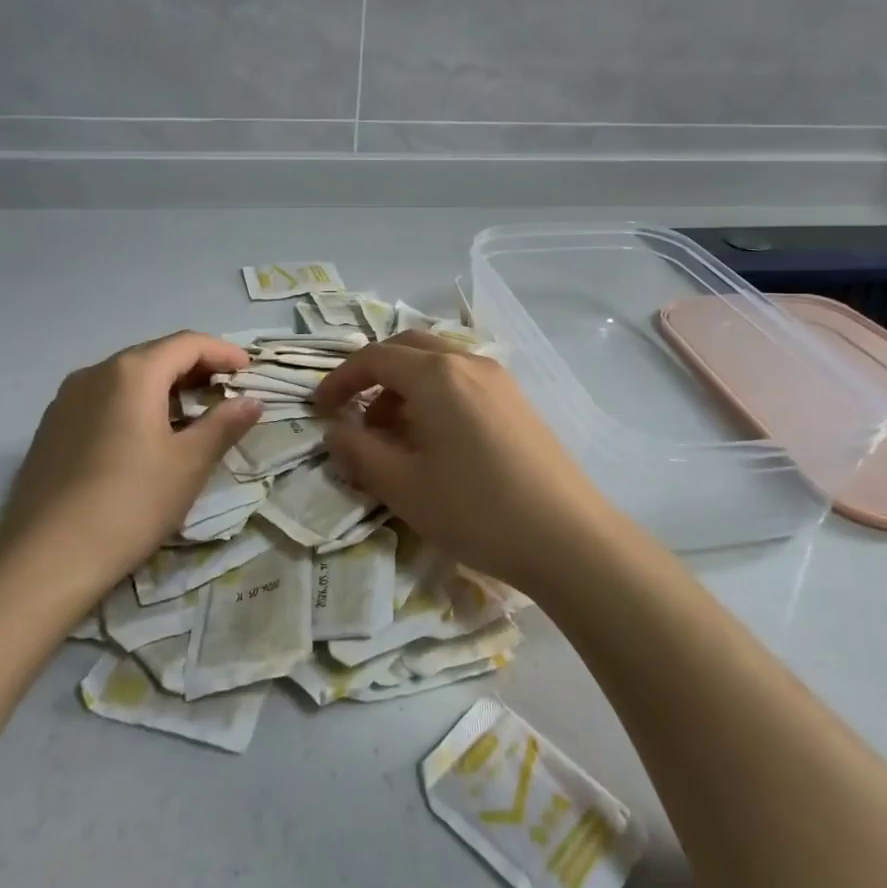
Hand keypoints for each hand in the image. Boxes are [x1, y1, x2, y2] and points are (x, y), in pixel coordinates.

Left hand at [0, 332, 261, 588]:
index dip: (224, 353)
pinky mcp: (52, 428)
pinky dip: (136, 405)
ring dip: (165, 388)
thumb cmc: (130, 503)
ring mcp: (67, 400)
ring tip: (192, 416)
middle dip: (196, 369)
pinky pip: (104, 400)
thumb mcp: (189, 464)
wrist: (45, 560)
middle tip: (227, 393)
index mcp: (132, 372)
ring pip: (127, 378)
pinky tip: (147, 437)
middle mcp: (95, 373)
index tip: (250, 371)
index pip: (187, 344)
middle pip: (156, 355)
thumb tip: (251, 400)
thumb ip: (224, 424)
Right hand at [311, 332, 623, 595]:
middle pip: (407, 349)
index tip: (318, 410)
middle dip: (372, 376)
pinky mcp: (518, 402)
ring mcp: (499, 380)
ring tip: (392, 437)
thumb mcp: (402, 486)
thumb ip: (358, 451)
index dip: (339, 380)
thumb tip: (335, 429)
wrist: (568, 538)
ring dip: (404, 388)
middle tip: (353, 414)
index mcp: (436, 374)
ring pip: (437, 365)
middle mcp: (468, 363)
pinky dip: (434, 397)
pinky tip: (435, 442)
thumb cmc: (475, 509)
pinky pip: (462, 382)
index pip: (374, 358)